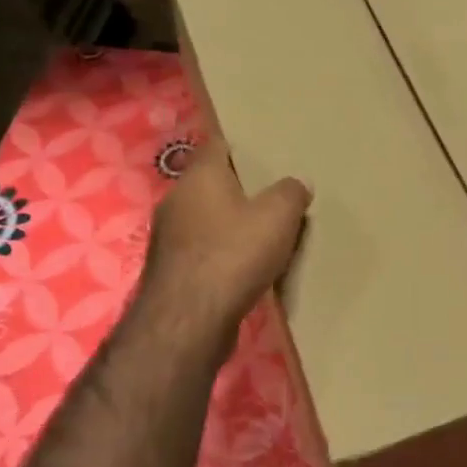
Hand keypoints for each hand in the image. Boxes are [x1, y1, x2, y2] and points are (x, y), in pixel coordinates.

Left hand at [141, 138, 311, 331]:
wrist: (189, 321)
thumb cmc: (233, 255)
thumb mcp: (278, 218)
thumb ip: (290, 193)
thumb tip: (298, 182)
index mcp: (200, 177)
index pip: (216, 146)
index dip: (240, 148)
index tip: (263, 154)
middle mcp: (176, 200)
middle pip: (209, 184)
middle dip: (237, 189)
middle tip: (270, 196)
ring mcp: (168, 237)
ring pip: (204, 220)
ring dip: (227, 225)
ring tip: (260, 234)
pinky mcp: (170, 271)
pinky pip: (201, 251)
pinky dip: (220, 254)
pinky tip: (242, 268)